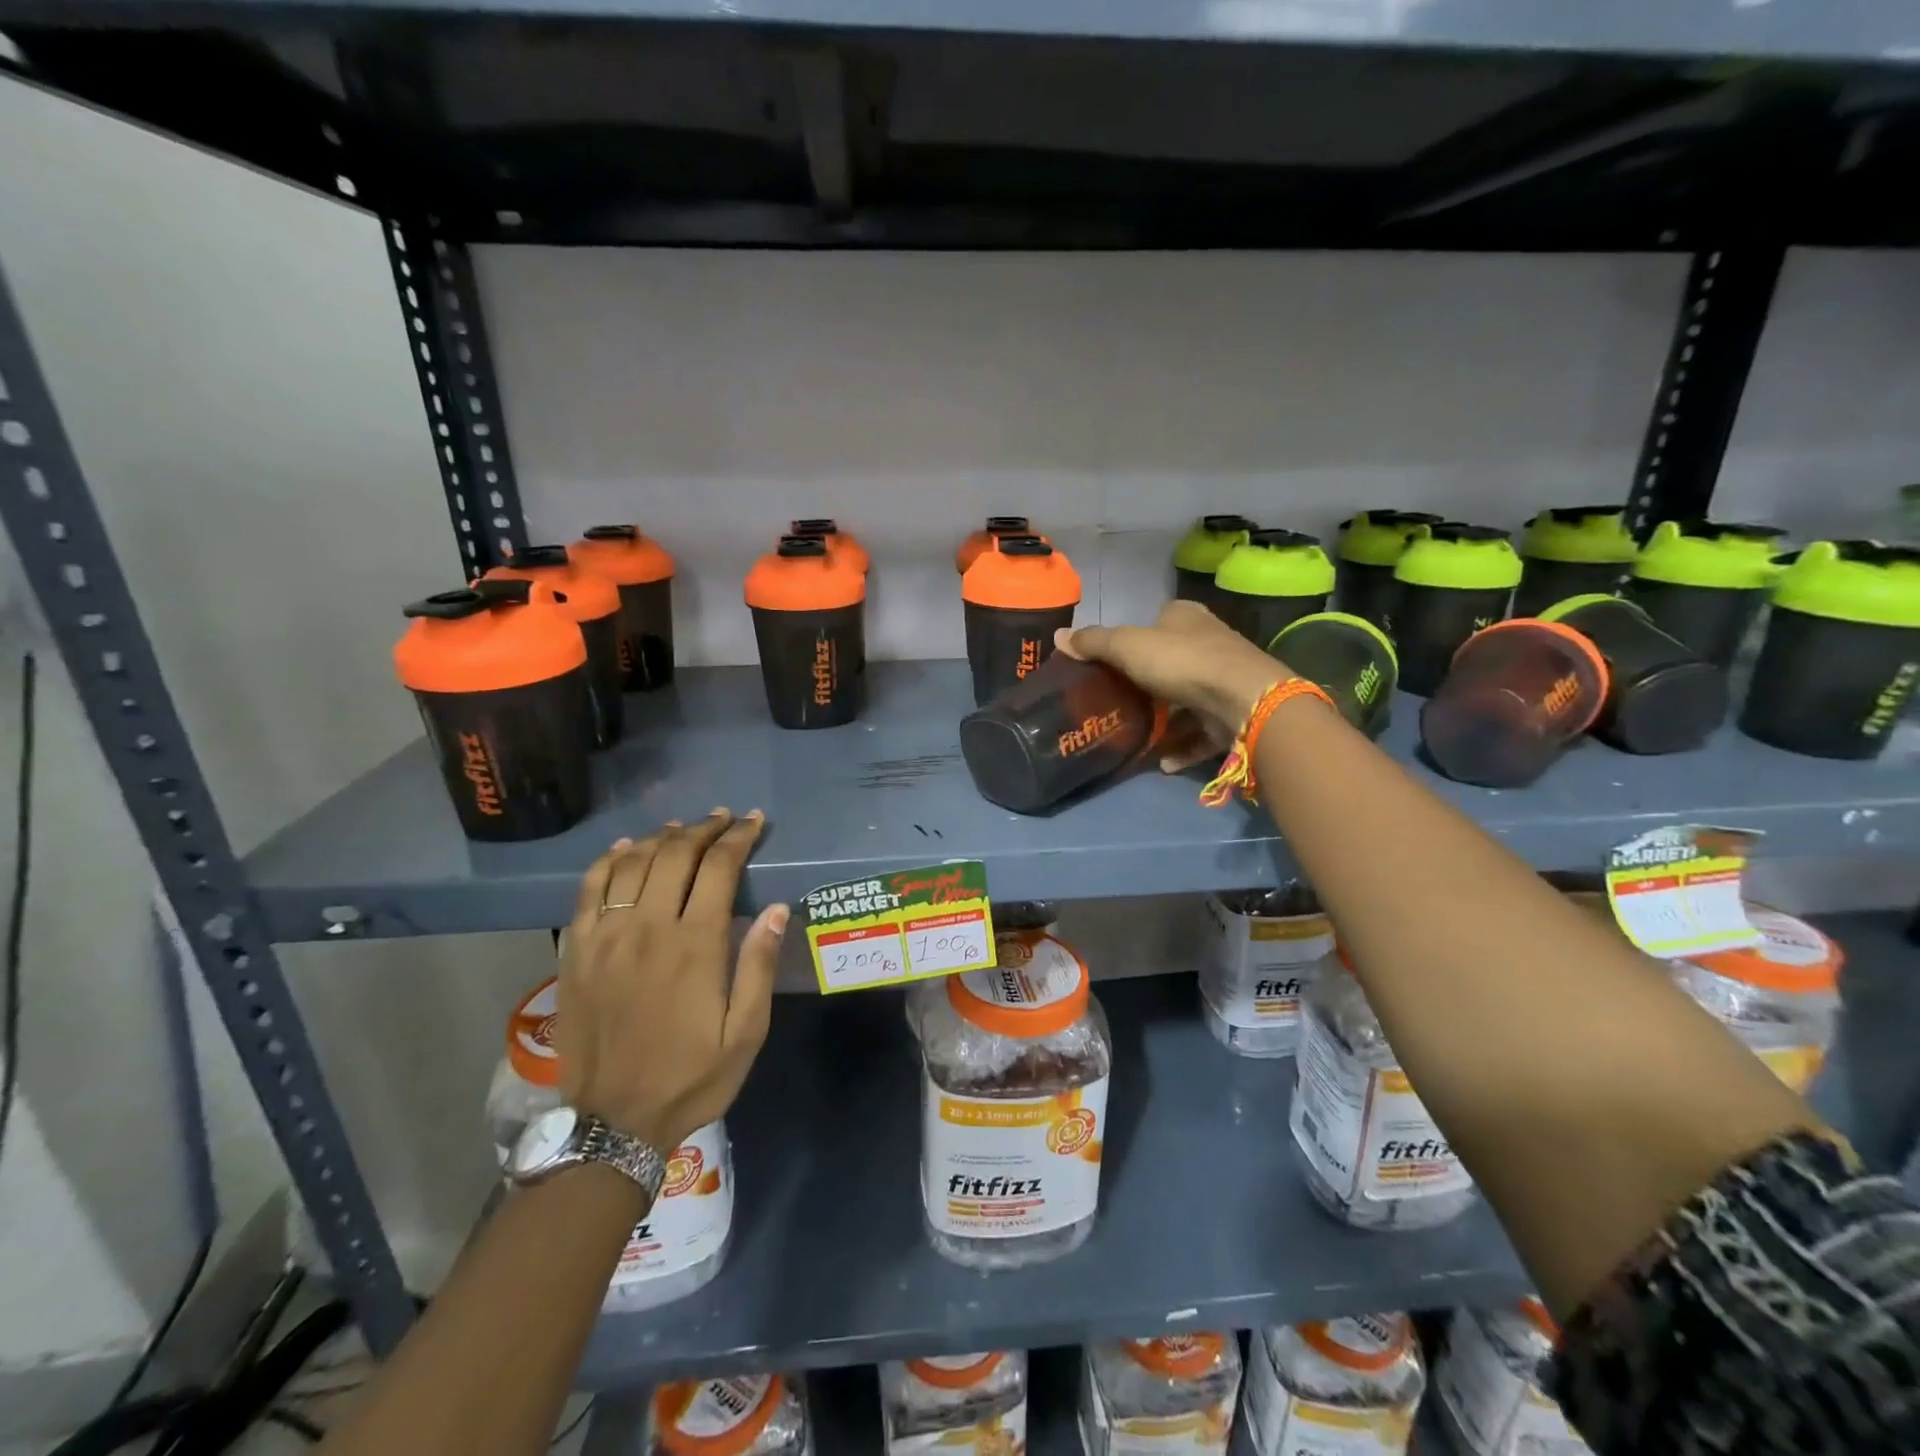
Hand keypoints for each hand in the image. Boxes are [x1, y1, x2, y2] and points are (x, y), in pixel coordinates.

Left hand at [556, 810, 787, 1154]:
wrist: (613, 1123)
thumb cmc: (691, 1077)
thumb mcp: (745, 1032)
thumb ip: (758, 965)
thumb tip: (777, 908)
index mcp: (695, 945)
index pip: (718, 868)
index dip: (738, 838)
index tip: (752, 822)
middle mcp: (648, 928)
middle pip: (674, 854)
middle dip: (703, 828)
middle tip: (722, 819)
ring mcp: (606, 936)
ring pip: (632, 863)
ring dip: (660, 837)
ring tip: (682, 828)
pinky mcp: (576, 951)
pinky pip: (589, 889)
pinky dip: (609, 860)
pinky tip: (625, 849)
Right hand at [1056, 600, 1294, 769]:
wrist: (1244, 700)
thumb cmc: (1181, 662)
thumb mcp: (1127, 646)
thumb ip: (1094, 643)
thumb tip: (1058, 636)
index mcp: (1185, 617)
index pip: (1158, 619)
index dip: (1137, 636)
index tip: (1115, 661)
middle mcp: (1210, 642)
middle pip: (1172, 661)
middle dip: (1148, 682)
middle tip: (1119, 701)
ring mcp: (1225, 680)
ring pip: (1188, 700)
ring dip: (1166, 721)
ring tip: (1137, 737)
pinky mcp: (1235, 714)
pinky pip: (1203, 733)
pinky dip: (1183, 747)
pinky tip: (1163, 762)